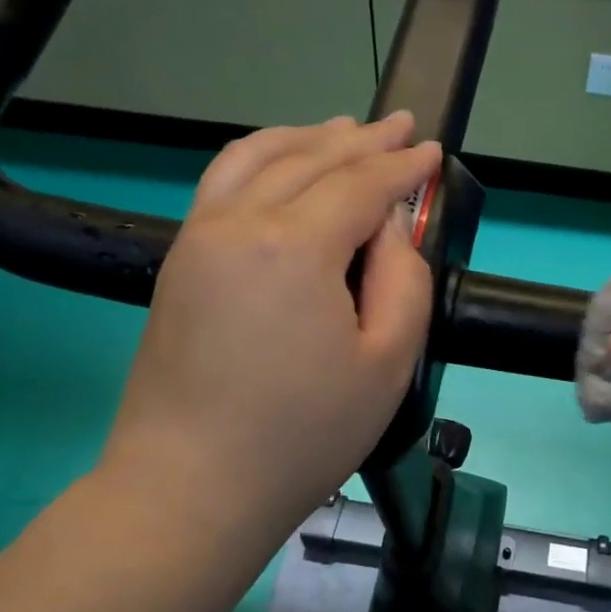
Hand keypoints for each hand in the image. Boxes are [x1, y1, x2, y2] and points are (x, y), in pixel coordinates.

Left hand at [101, 113, 441, 545]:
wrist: (190, 486)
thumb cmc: (303, 434)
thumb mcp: (388, 363)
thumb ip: (404, 280)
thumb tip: (388, 228)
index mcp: (295, 245)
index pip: (360, 184)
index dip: (402, 166)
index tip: (431, 152)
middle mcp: (240, 222)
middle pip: (310, 160)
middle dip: (361, 140)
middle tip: (399, 125)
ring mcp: (199, 237)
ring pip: (257, 158)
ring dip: (306, 137)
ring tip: (342, 128)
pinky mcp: (179, 261)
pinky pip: (224, 183)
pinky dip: (260, 158)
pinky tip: (280, 162)